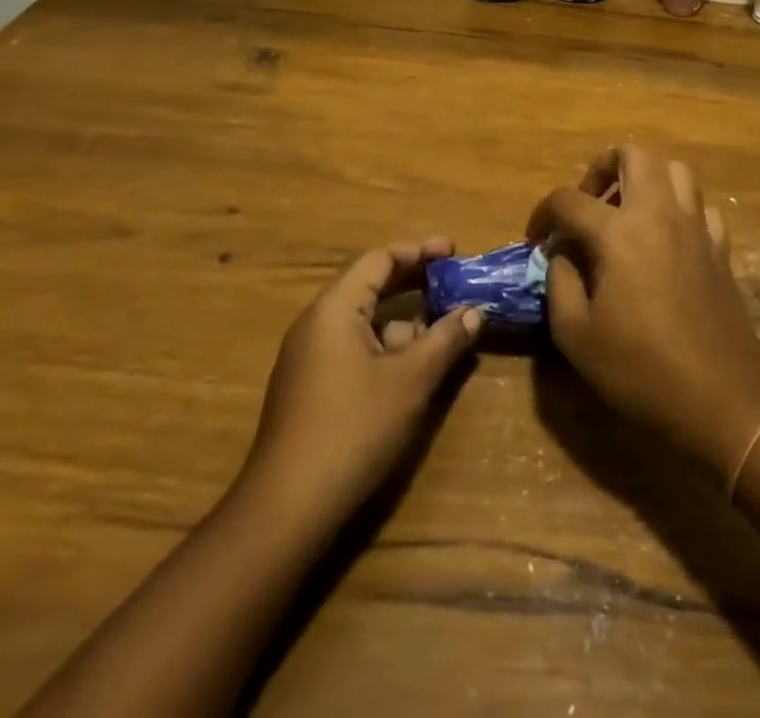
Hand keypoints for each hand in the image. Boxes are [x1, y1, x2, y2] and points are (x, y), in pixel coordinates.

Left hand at [245, 238, 482, 518]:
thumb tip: (473, 312)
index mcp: (335, 308)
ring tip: (443, 330)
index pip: (380, 260)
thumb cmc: (353, 428)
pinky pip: (354, 348)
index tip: (454, 251)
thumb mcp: (410, 381)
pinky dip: (386, 347)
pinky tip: (412, 370)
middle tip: (455, 282)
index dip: (419, 251)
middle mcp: (317, 323)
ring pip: (364, 322)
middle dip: (415, 283)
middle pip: (371, 286)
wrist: (286, 509)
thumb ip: (445, 340)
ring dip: (404, 320)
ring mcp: (309, 357)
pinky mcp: (310, 388)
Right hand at [529, 146, 759, 479]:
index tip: (536, 239)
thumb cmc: (641, 369)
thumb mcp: (576, 335)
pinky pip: (700, 207)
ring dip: (646, 179)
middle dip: (602, 167)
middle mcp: (659, 214)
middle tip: (588, 203)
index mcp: (619, 232)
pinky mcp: (720, 247)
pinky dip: (678, 209)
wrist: (721, 400)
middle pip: (634, 154)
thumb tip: (562, 254)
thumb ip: (559, 282)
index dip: (543, 214)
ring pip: (675, 170)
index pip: (569, 199)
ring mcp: (696, 227)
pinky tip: (666, 239)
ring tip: (627, 213)